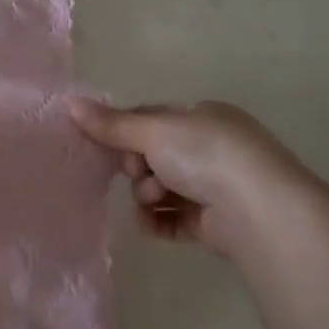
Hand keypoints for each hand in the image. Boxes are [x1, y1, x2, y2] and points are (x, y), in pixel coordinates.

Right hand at [68, 99, 310, 256]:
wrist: (257, 209)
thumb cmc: (206, 155)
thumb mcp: (153, 131)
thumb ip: (112, 124)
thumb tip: (70, 104)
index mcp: (202, 117)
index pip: (151, 118)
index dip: (124, 131)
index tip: (107, 145)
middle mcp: (210, 148)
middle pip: (152, 156)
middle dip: (138, 167)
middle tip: (138, 173)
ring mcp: (213, 185)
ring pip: (160, 189)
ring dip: (147, 195)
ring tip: (155, 200)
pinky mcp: (212, 221)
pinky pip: (172, 219)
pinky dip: (157, 221)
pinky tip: (150, 224)